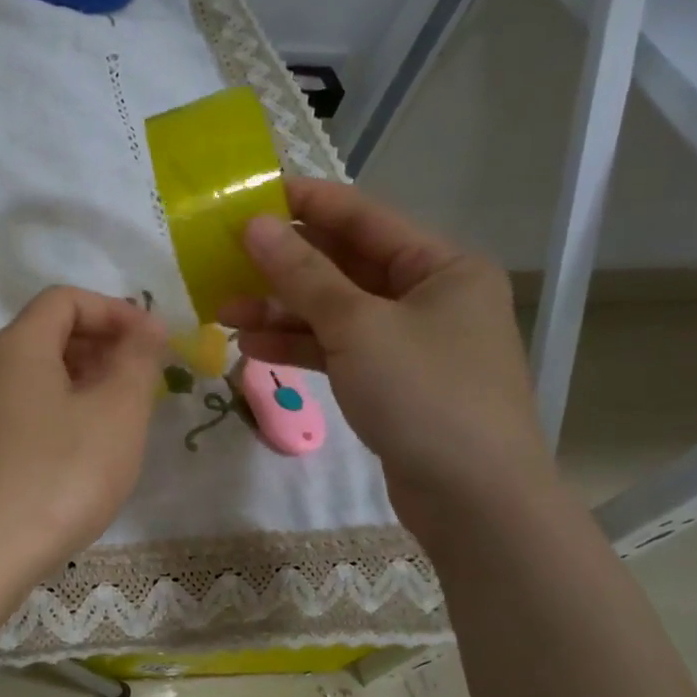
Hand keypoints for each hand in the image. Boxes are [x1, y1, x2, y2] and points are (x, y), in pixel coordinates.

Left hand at [0, 286, 166, 596]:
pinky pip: (18, 410)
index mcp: (17, 346)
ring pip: (32, 377)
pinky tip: (77, 453)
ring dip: (80, 382)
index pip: (65, 299)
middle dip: (100, 346)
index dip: (114, 310)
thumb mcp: (116, 414)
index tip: (153, 342)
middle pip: (46, 334)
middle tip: (141, 382)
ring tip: (116, 418)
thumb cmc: (58, 477)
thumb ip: (137, 361)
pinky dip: (55, 413)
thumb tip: (148, 325)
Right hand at [218, 177, 553, 535]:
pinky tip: (252, 346)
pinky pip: (336, 349)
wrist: (474, 500)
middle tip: (222, 260)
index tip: (247, 196)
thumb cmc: (426, 396)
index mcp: (441, 266)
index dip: (304, 203)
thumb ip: (303, 276)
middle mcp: (428, 296)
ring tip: (223, 312)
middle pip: (344, 265)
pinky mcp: (390, 381)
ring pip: (333, 311)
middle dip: (282, 266)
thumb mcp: (359, 327)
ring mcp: (408, 341)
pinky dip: (297, 345)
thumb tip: (254, 226)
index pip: (363, 217)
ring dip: (280, 310)